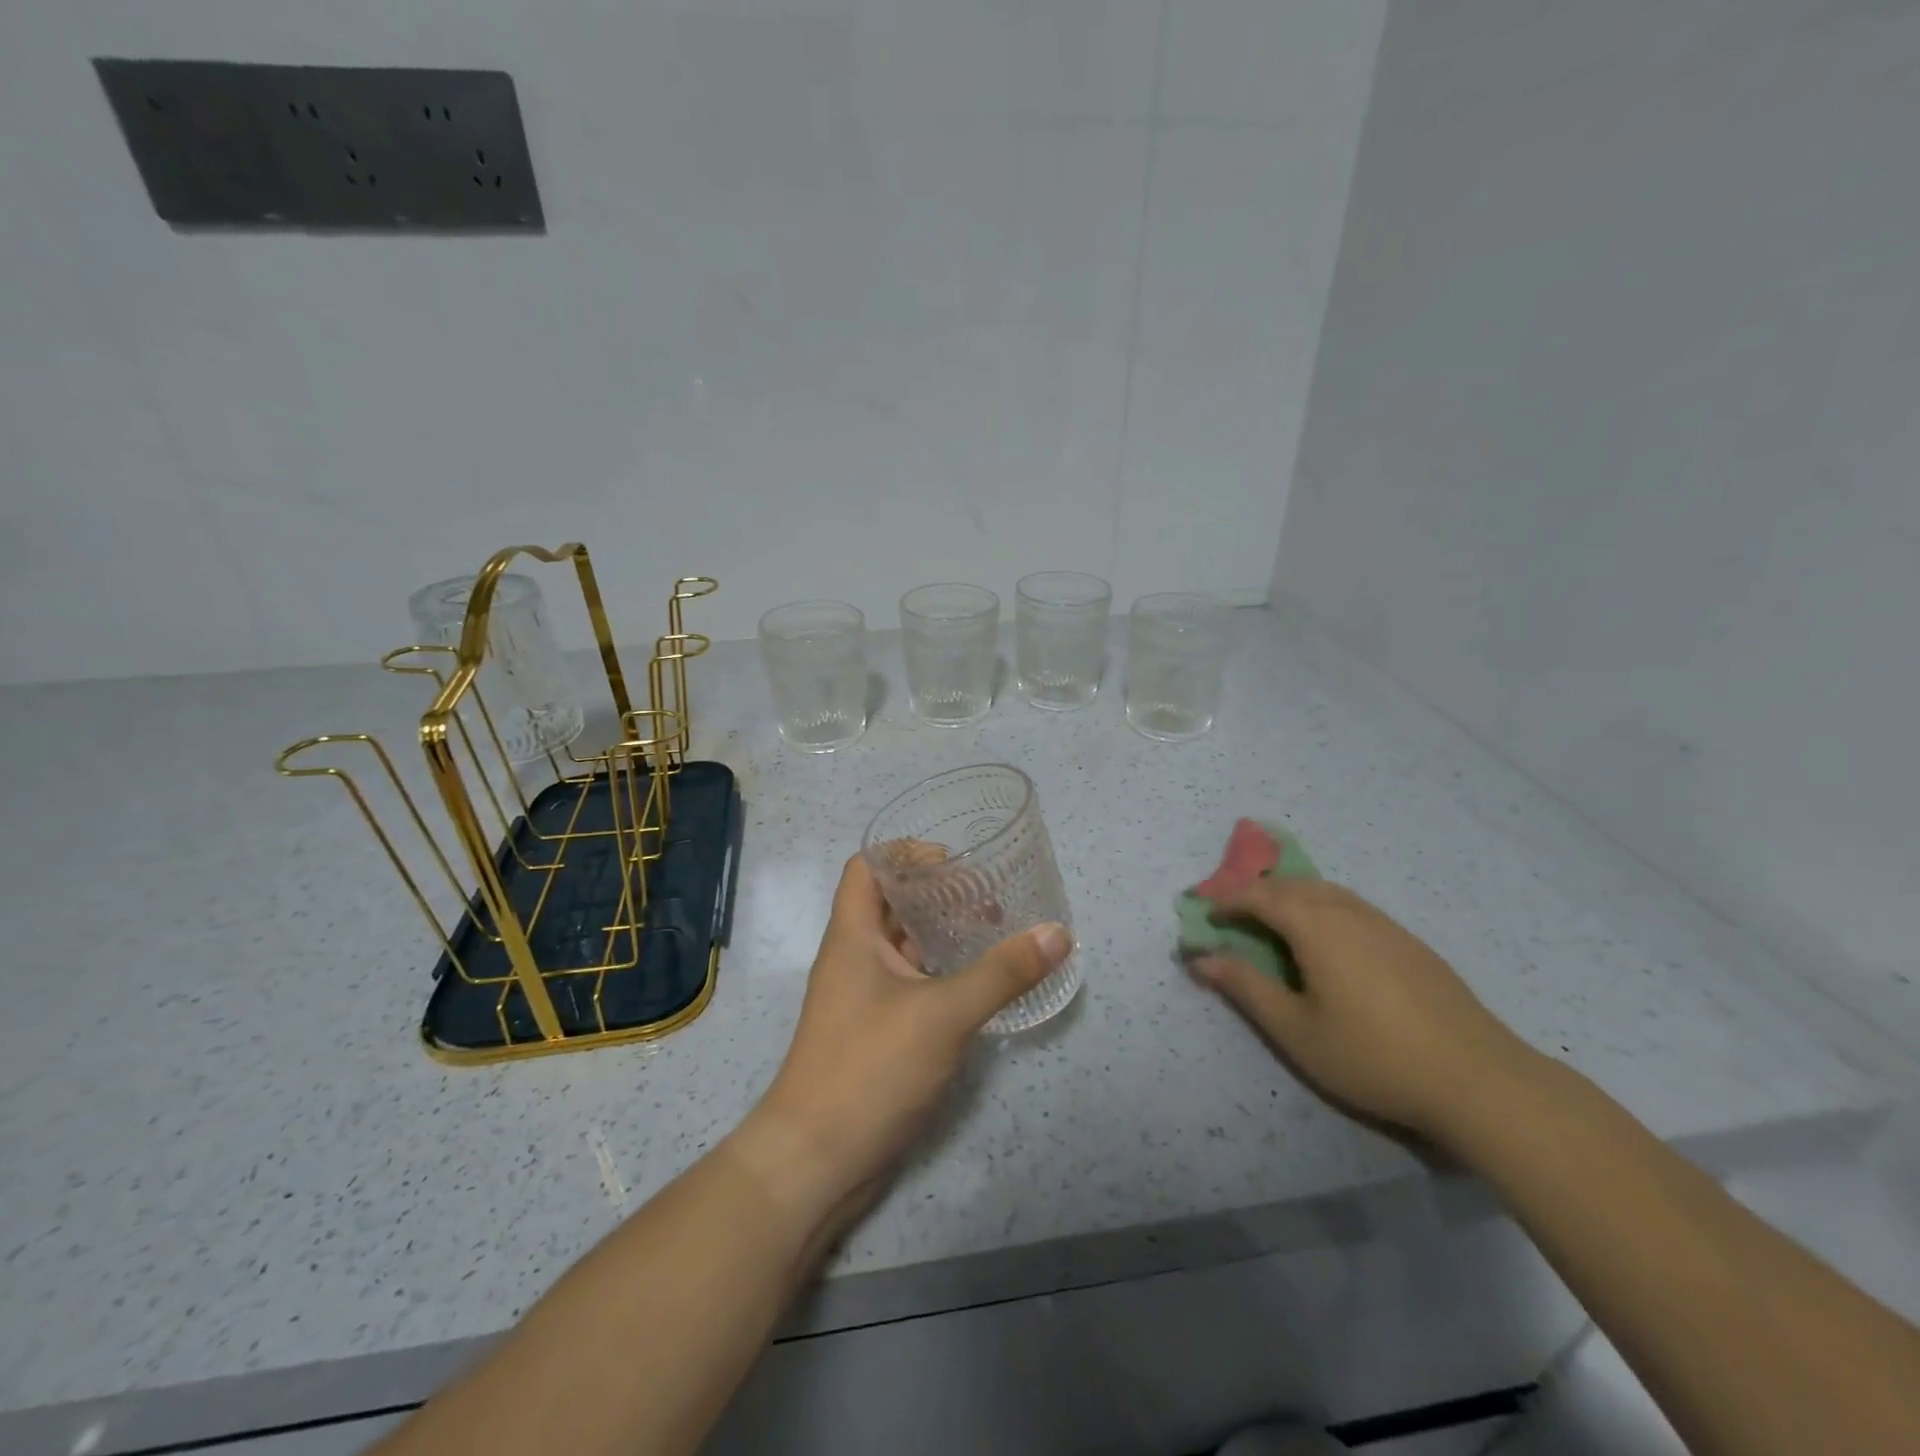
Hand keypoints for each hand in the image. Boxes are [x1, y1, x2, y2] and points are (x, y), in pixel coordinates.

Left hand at [740, 854, 1071, 1216]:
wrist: (815, 1161)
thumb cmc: (870, 1068)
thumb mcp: (944, 1014)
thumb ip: (1002, 973)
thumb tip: (1057, 933)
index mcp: (853, 936)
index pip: (867, 867)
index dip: (904, 851)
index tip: (953, 859)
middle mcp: (853, 958)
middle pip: (890, 905)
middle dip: (935, 893)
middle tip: (986, 895)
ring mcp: (862, 998)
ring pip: (902, 948)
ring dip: (940, 935)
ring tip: (991, 931)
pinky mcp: (875, 1032)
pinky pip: (909, 985)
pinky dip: (939, 974)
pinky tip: (977, 984)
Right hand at [1189, 878, 1533, 1143]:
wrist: (1478, 1079)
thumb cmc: (1372, 1055)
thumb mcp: (1295, 1029)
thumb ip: (1246, 987)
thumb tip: (1202, 957)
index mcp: (1315, 925)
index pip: (1259, 896)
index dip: (1229, 901)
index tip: (1208, 916)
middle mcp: (1348, 912)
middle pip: (1293, 885)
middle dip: (1258, 893)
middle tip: (1236, 916)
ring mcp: (1385, 924)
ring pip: (1327, 892)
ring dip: (1293, 898)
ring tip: (1277, 924)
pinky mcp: (1411, 943)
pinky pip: (1353, 907)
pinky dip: (1324, 909)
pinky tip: (1330, 943)